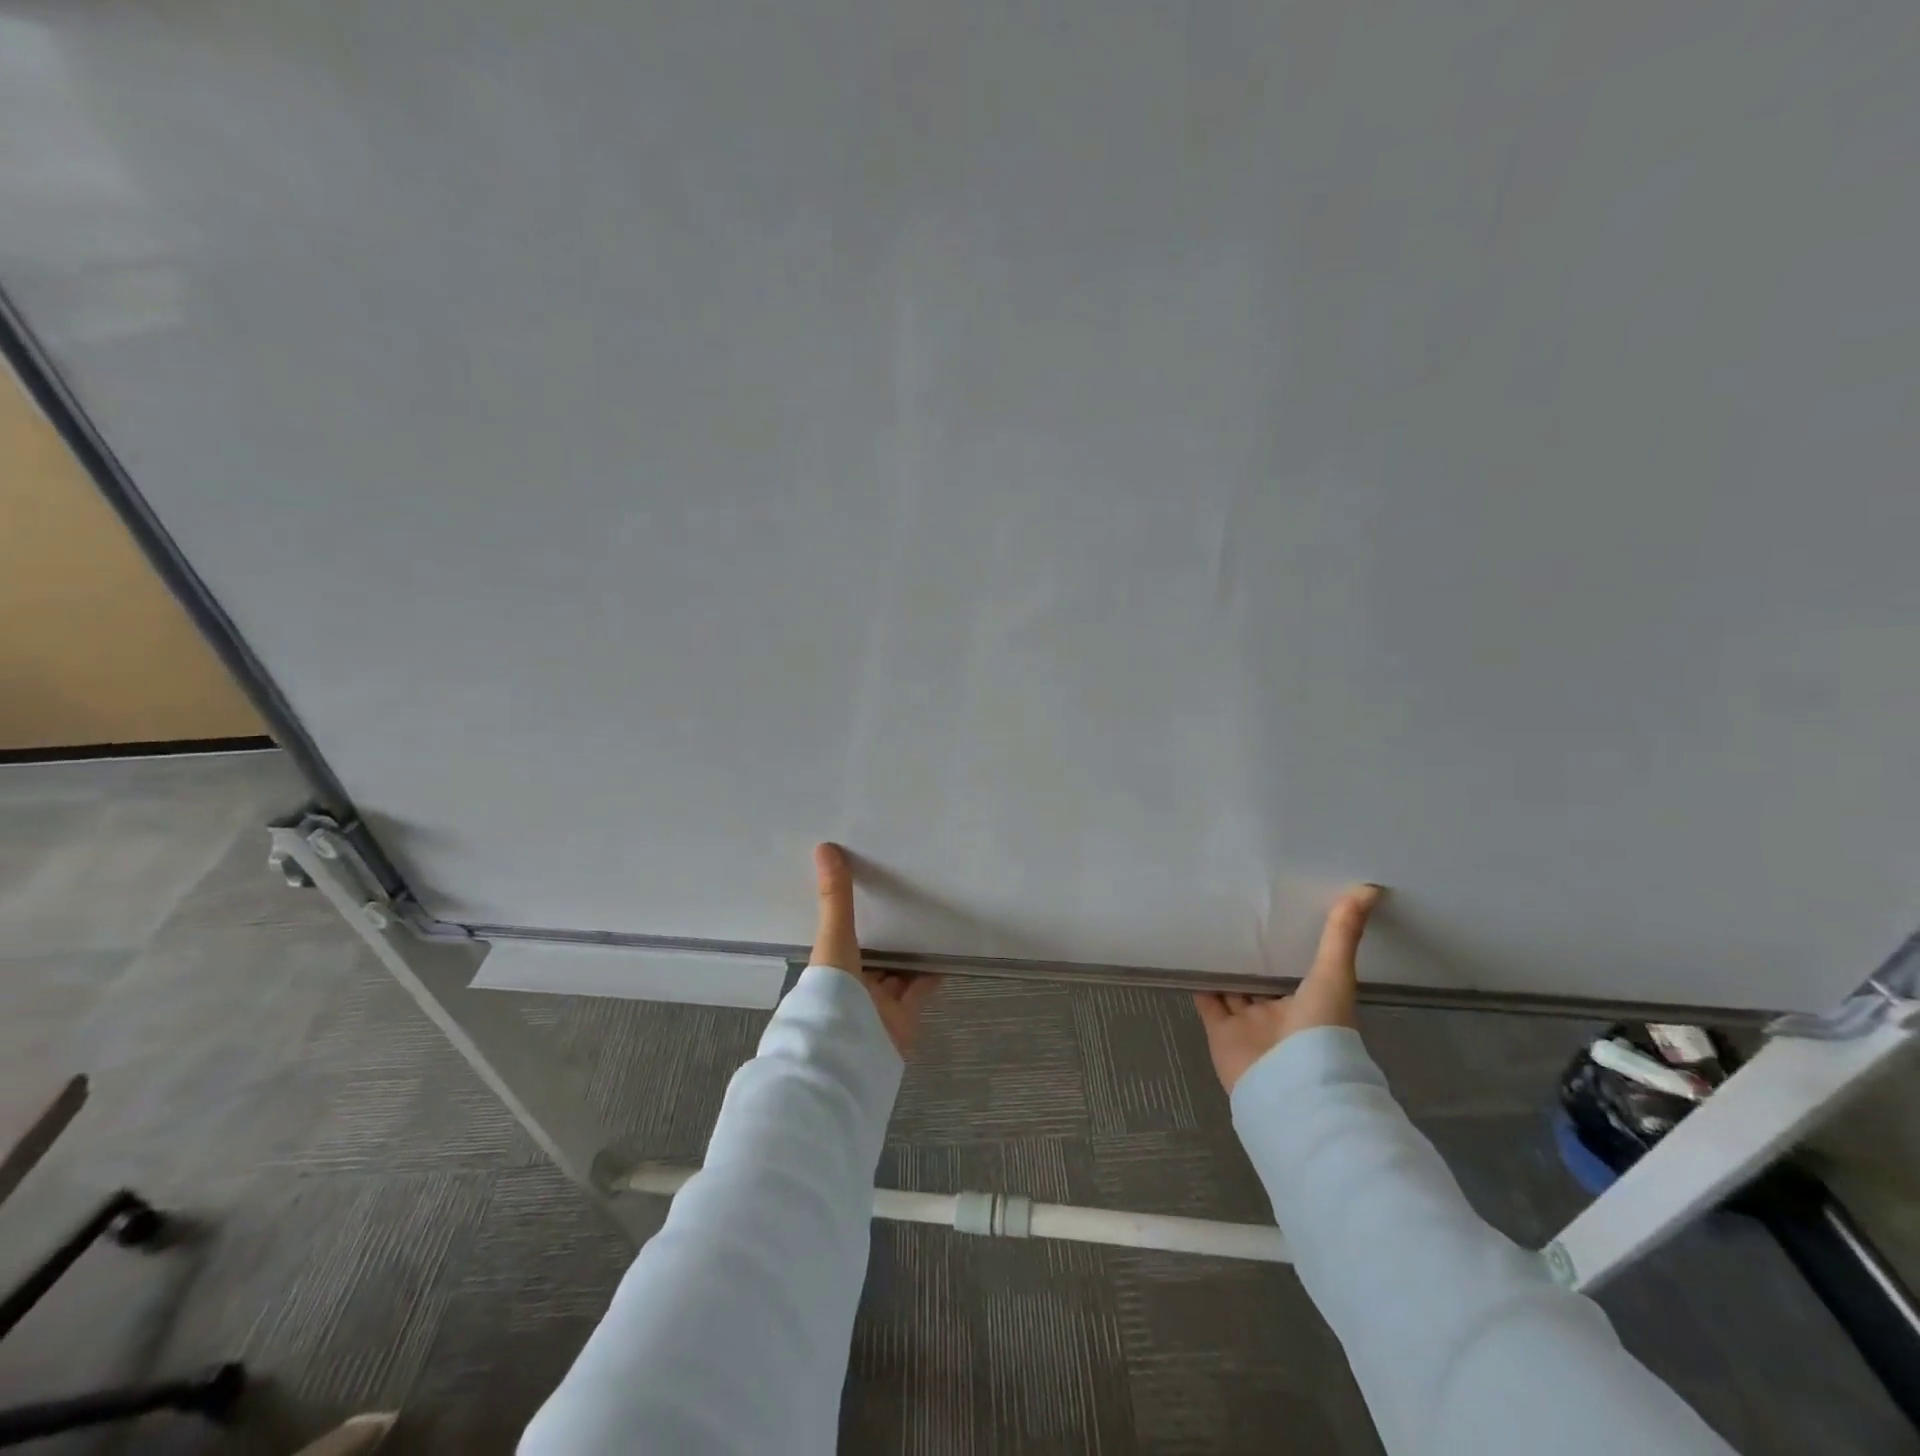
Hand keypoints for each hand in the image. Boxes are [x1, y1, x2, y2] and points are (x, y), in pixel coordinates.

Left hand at [812, 842, 940, 1057]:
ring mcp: (877, 1006)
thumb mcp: (833, 940)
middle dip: (885, 935)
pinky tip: (946, 954)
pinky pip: (920, 991)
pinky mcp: (903, 1020)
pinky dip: (932, 974)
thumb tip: (824, 847)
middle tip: (907, 899)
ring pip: (896, 974)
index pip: (842, 938)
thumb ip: (835, 898)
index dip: (854, 917)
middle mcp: (851, 988)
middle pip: (871, 957)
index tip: (869, 888)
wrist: (848, 1056)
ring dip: (909, 953)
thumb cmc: (831, 994)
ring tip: (930, 920)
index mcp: (829, 969)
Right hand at [1194, 885, 1382, 1093]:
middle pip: (1262, 980)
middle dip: (1251, 955)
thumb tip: (1369, 888)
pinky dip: (1198, 983)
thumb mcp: (1335, 975)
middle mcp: (1279, 1015)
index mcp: (1310, 1004)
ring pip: (1233, 990)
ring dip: (1224, 967)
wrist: (1291, 1086)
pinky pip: (1208, 1003)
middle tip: (1234, 915)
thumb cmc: (1320, 1031)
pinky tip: (1189, 957)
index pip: (1296, 969)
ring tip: (1207, 930)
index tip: (1276, 912)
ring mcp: (1249, 1025)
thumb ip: (1343, 934)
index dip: (1286, 944)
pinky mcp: (1220, 1033)